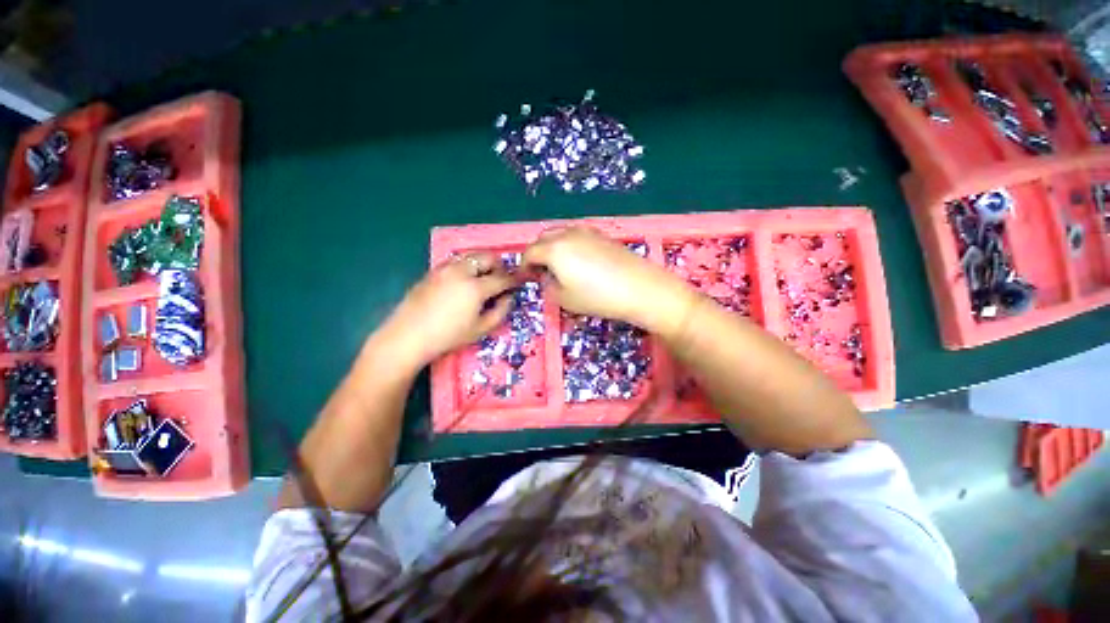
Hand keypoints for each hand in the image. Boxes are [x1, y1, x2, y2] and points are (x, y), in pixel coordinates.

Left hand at [380, 253, 517, 368]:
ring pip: (470, 257)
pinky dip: (466, 267)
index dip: (514, 280)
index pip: (502, 278)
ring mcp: (444, 269)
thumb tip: (509, 297)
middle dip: (498, 266)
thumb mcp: (480, 329)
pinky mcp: (432, 272)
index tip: (519, 282)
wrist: (408, 336)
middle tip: (500, 279)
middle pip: (487, 257)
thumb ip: (500, 311)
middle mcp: (461, 271)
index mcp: (476, 287)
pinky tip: (462, 283)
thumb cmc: (448, 336)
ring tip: (482, 279)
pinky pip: (455, 262)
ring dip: (481, 264)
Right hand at [522, 227, 695, 333]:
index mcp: (553, 249)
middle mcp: (567, 234)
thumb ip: (548, 287)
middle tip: (541, 271)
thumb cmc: (597, 297)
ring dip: (553, 247)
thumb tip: (547, 278)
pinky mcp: (602, 235)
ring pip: (561, 234)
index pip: (529, 253)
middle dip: (537, 253)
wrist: (640, 288)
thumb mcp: (564, 299)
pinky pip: (577, 236)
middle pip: (543, 238)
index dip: (524, 266)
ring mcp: (587, 232)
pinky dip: (570, 245)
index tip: (525, 278)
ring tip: (559, 266)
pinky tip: (579, 261)